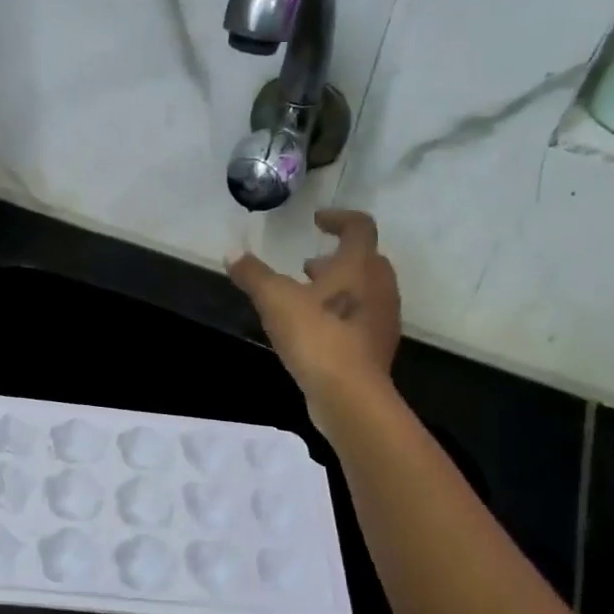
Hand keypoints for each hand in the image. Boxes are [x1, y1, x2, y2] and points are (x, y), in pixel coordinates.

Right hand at [228, 209, 400, 405]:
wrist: (350, 395)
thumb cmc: (316, 336)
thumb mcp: (275, 300)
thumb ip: (253, 274)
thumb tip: (231, 252)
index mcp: (360, 265)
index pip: (359, 226)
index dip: (338, 218)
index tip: (316, 221)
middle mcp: (379, 287)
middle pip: (366, 260)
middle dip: (337, 258)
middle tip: (309, 264)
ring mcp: (383, 320)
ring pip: (365, 291)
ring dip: (339, 287)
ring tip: (307, 297)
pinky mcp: (377, 349)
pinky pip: (361, 319)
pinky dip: (341, 314)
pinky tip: (315, 331)